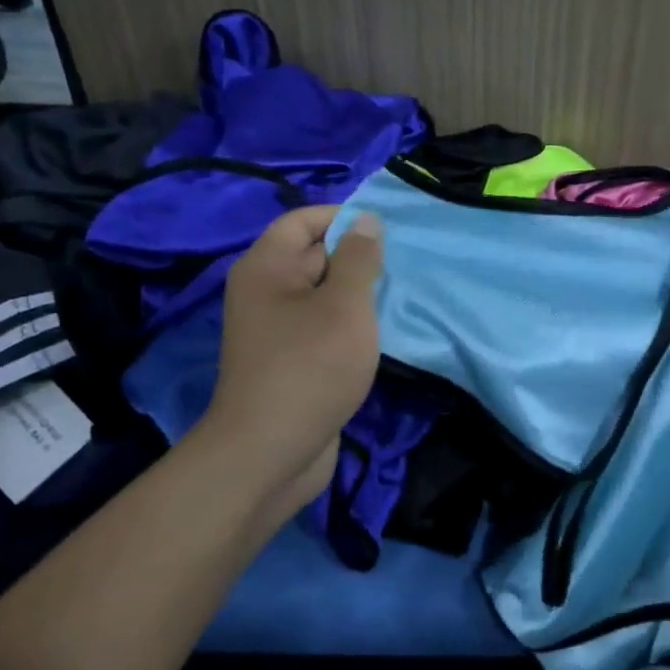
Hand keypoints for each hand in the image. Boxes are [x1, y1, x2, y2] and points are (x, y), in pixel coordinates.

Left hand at [202, 206, 383, 520]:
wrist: (271, 451)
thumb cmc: (310, 367)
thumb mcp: (344, 306)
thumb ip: (359, 260)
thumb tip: (367, 221)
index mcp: (267, 268)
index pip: (302, 220)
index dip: (342, 217)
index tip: (387, 230)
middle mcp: (265, 293)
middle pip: (313, 257)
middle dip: (357, 257)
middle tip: (403, 265)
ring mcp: (277, 331)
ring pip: (323, 297)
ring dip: (358, 296)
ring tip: (400, 296)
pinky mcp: (291, 363)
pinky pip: (323, 329)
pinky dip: (350, 327)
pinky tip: (382, 333)